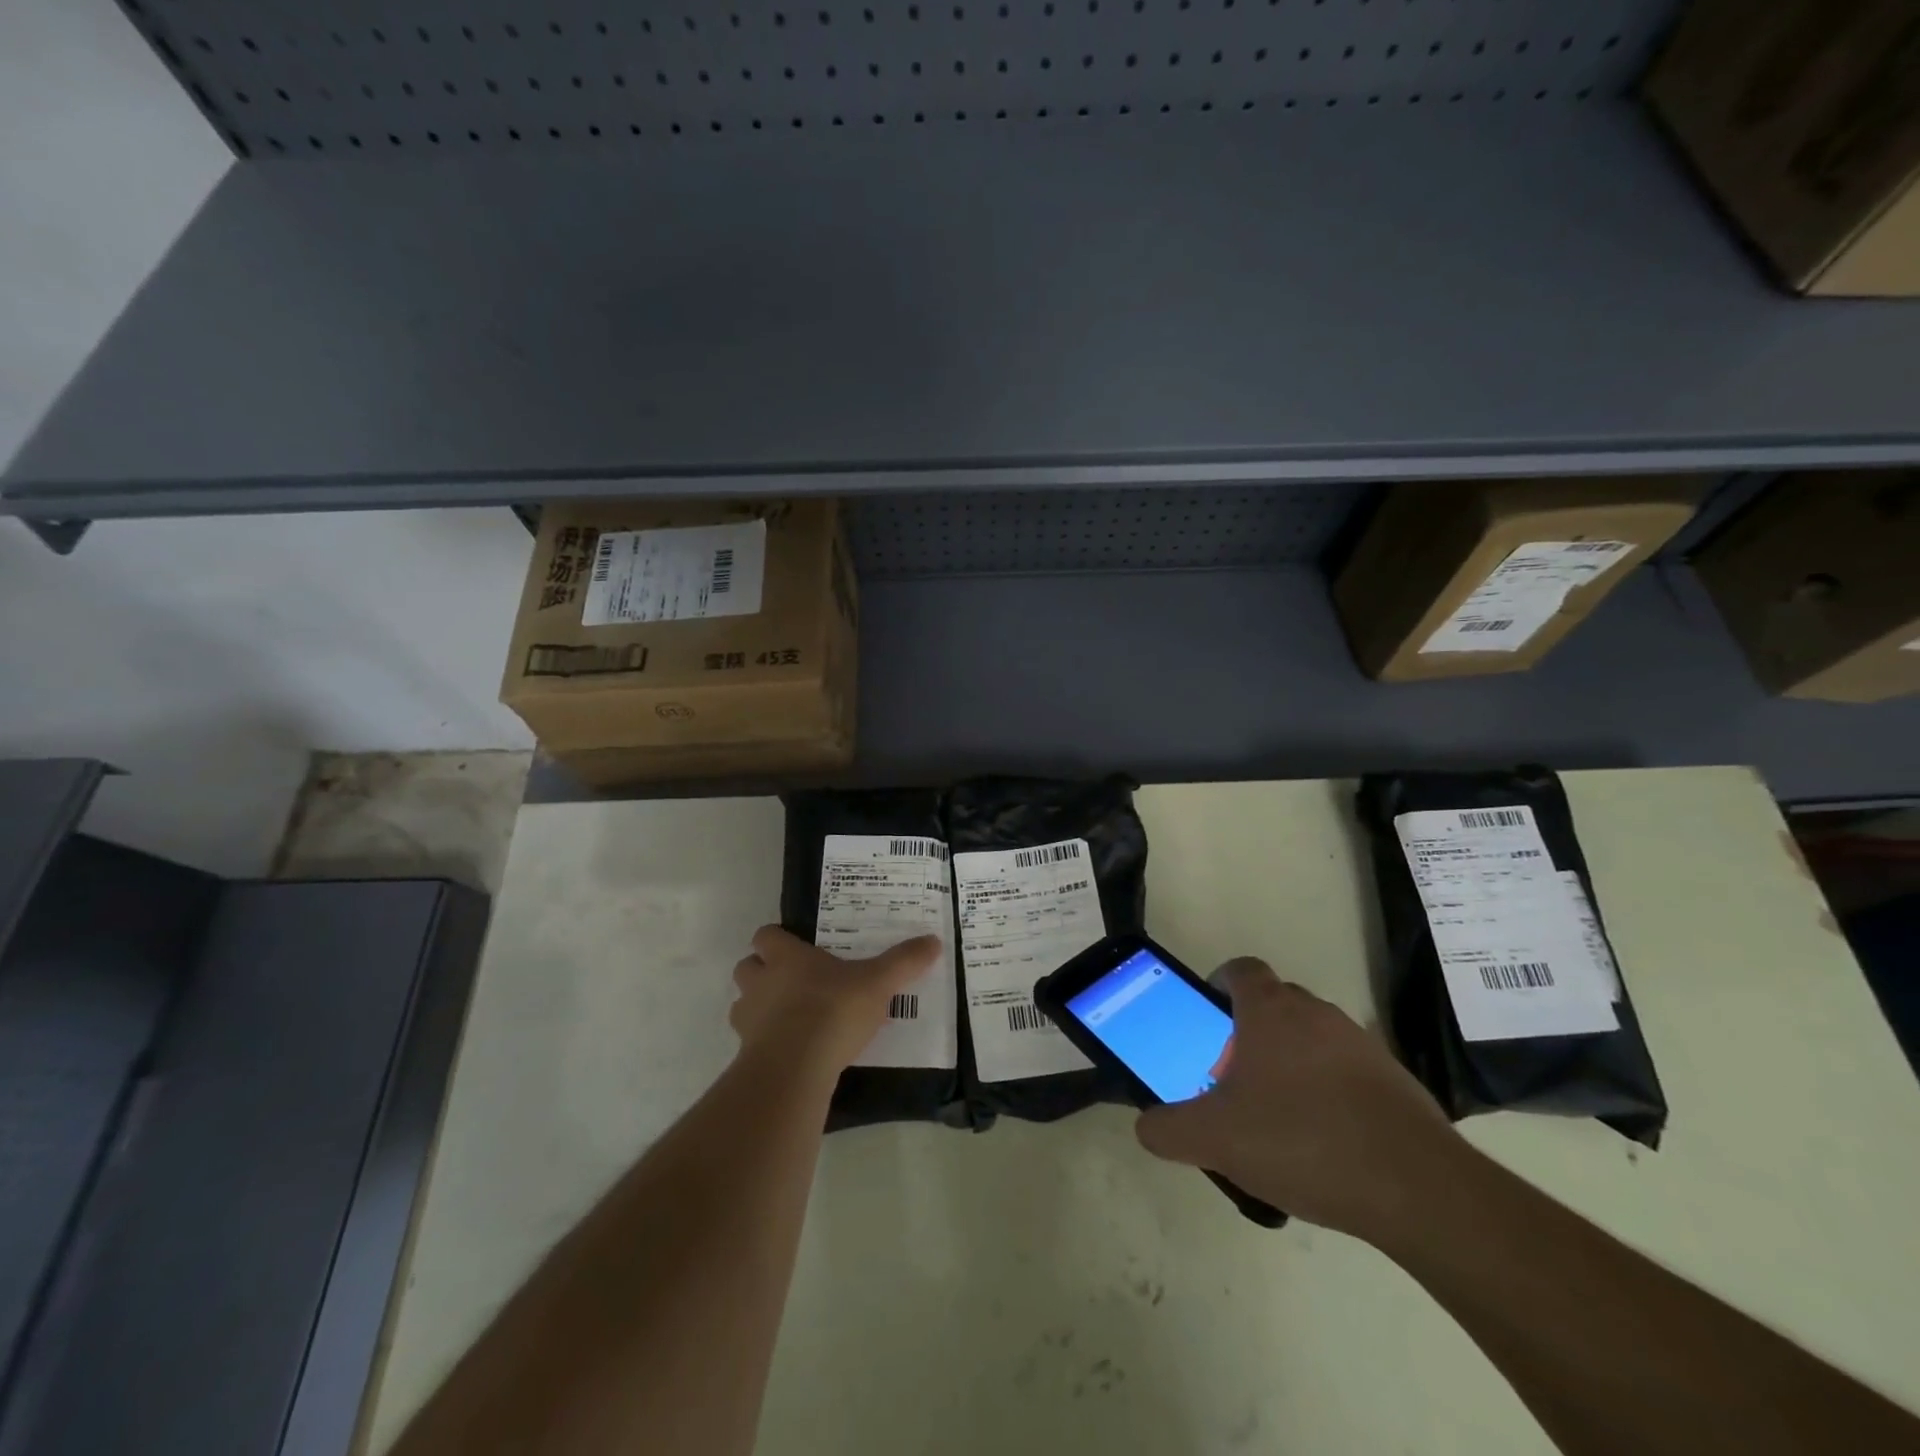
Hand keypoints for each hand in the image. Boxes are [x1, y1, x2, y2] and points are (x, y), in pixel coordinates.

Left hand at [731, 926, 941, 1072]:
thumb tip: (934, 940)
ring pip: (743, 1005)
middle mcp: (761, 982)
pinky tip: (791, 1052)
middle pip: (747, 967)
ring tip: (790, 1019)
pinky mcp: (747, 1055)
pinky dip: (765, 1043)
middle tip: (793, 982)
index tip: (796, 948)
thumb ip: (903, 962)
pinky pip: (750, 1042)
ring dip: (759, 1008)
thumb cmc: (833, 1010)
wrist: (795, 1067)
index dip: (777, 940)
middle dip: (763, 972)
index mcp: (787, 957)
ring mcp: (749, 1019)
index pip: (766, 935)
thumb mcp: (878, 982)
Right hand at [1134, 958, 1461, 1242]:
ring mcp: (1361, 1044)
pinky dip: (1329, 1093)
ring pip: (1311, 1039)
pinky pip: (1346, 1072)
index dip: (1218, 986)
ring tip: (1277, 1119)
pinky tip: (1323, 1144)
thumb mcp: (1214, 1139)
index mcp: (1270, 1010)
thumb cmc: (1300, 1140)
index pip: (1240, 970)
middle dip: (1249, 1033)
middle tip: (1234, 1079)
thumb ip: (1167, 1129)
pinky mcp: (1396, 1080)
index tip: (1207, 1022)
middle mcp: (1316, 1013)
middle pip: (1274, 1004)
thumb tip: (1147, 1126)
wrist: (1417, 1188)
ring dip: (1290, 1064)